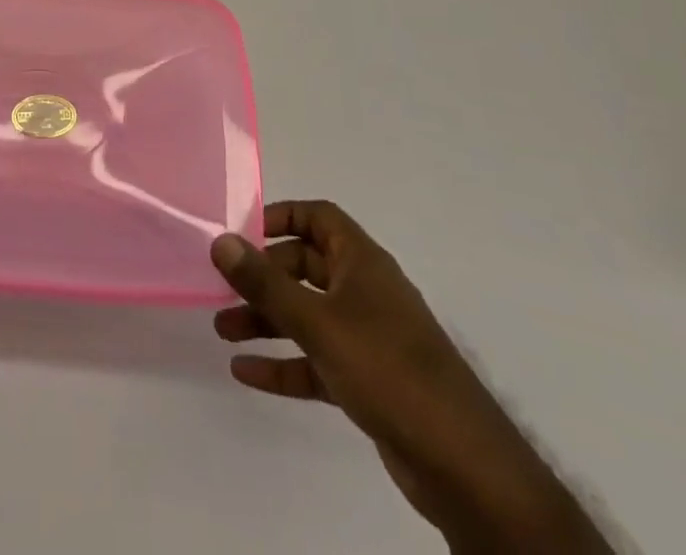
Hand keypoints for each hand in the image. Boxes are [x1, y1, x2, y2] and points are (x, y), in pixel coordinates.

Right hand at [212, 202, 608, 553]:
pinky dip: (284, 363)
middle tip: (222, 289)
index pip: (317, 217)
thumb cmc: (389, 371)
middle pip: (304, 266)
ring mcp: (368, 338)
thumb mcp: (319, 322)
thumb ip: (265, 283)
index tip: (242, 234)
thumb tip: (219, 241)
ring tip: (222, 330)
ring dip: (266, 319)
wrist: (466, 469)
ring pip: (307, 315)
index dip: (279, 216)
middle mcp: (365, 291)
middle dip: (262, 277)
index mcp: (362, 262)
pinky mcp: (368, 381)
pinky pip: (316, 361)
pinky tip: (245, 373)